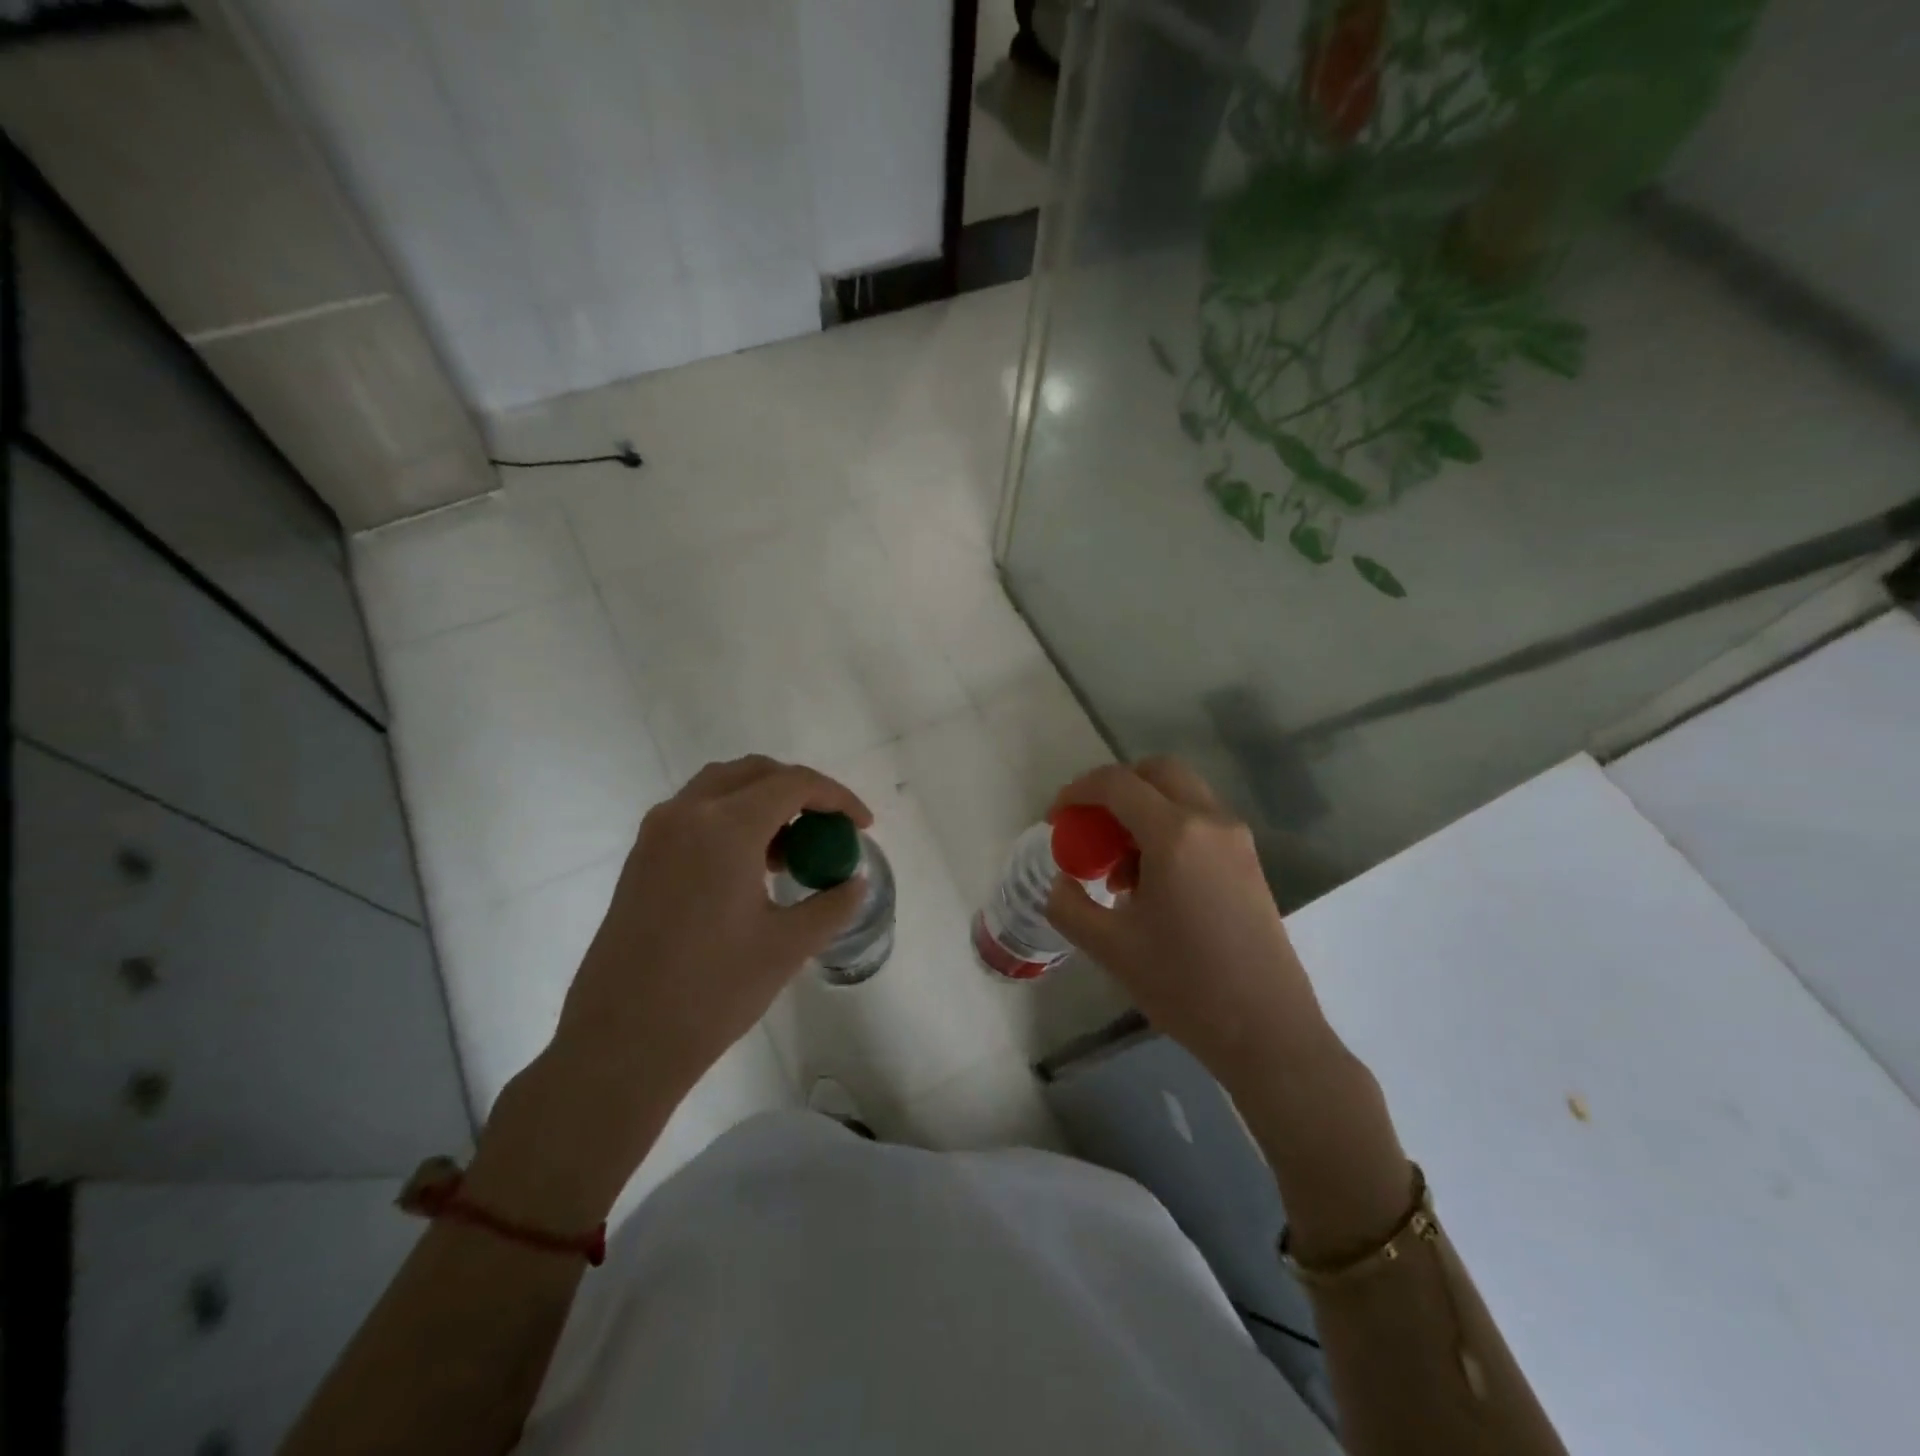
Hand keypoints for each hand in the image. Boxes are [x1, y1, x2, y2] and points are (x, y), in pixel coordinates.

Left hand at [470, 757, 870, 1221]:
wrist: (621, 1043)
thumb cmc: (712, 992)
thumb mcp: (787, 947)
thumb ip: (831, 904)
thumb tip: (855, 882)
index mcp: (725, 827)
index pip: (794, 784)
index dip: (837, 797)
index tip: (863, 826)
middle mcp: (686, 814)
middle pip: (755, 772)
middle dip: (800, 790)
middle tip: (828, 828)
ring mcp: (656, 834)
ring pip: (720, 788)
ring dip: (762, 801)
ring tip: (789, 850)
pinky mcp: (640, 858)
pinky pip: (695, 813)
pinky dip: (731, 819)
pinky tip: (748, 868)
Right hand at [1045, 758, 1336, 1088]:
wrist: (1267, 1031)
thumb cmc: (1184, 986)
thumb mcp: (1109, 947)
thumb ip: (1069, 905)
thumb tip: (1060, 882)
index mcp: (1174, 835)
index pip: (1116, 783)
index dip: (1077, 792)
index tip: (1056, 819)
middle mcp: (1210, 822)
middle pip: (1157, 772)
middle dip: (1116, 788)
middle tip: (1090, 825)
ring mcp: (1236, 840)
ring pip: (1182, 795)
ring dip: (1143, 811)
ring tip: (1118, 869)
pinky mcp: (1249, 862)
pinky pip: (1201, 822)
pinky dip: (1168, 830)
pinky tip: (1152, 884)